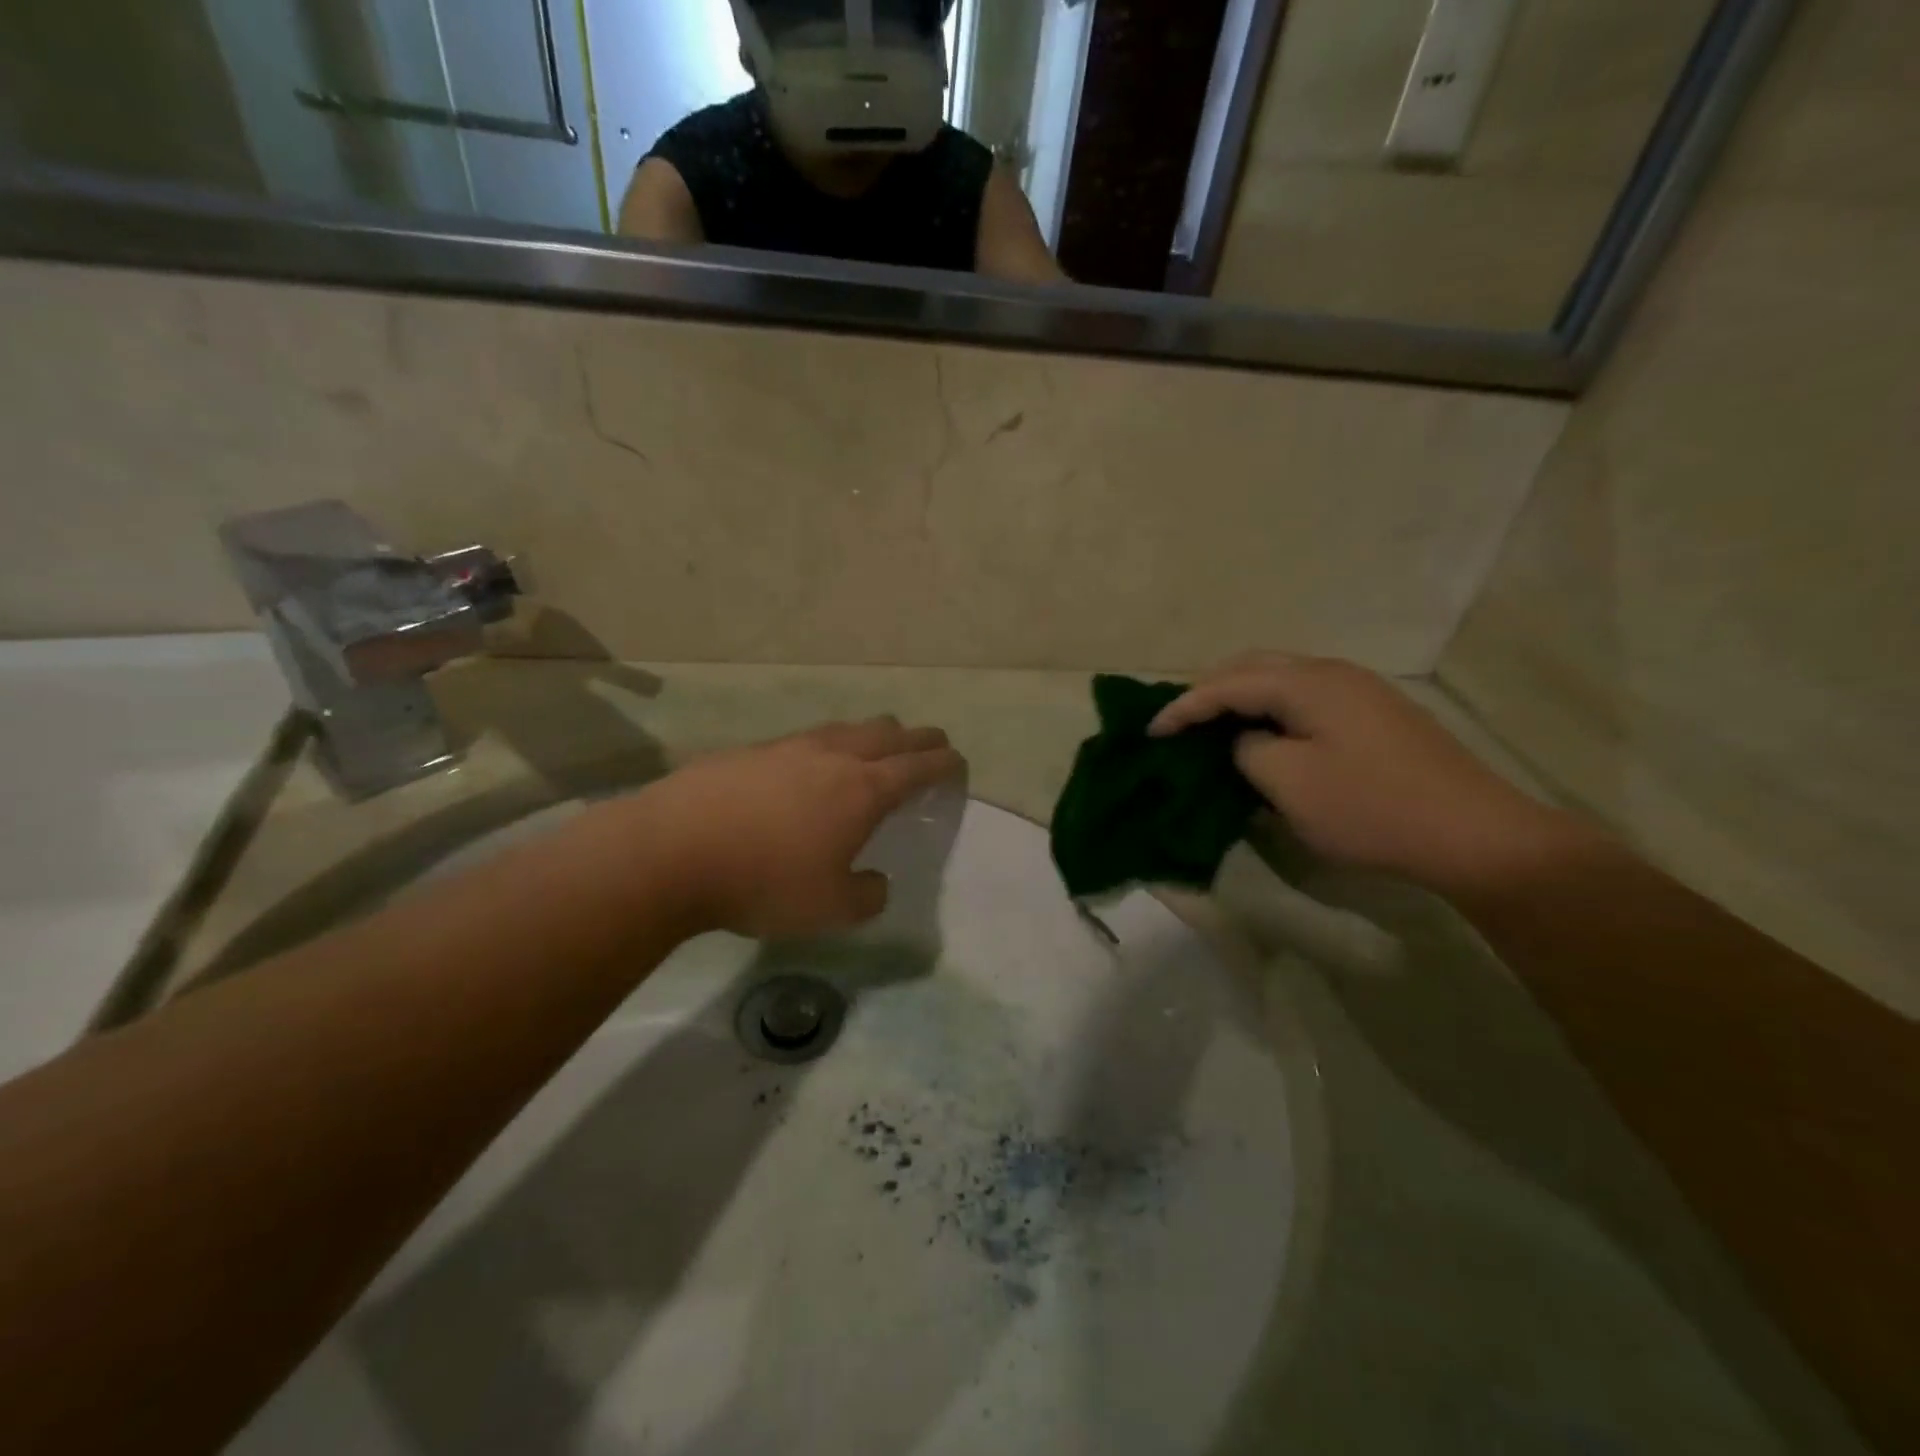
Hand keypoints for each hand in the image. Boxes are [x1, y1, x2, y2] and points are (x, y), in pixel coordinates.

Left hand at [632, 717, 965, 939]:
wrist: (671, 851)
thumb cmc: (764, 881)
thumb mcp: (830, 909)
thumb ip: (867, 896)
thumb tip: (874, 882)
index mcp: (863, 789)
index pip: (917, 768)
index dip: (943, 763)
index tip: (958, 761)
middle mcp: (832, 757)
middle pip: (887, 733)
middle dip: (916, 738)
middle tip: (930, 743)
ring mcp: (788, 747)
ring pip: (844, 728)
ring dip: (871, 734)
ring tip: (876, 744)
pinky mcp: (750, 751)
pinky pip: (804, 740)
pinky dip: (825, 746)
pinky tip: (810, 764)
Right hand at [1151, 654, 1576, 892]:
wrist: (1474, 834)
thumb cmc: (1370, 808)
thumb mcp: (1287, 784)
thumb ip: (1247, 750)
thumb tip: (1247, 740)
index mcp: (1307, 682)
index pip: (1227, 683)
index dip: (1183, 706)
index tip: (1151, 733)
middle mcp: (1333, 672)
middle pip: (1254, 666)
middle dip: (1211, 691)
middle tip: (1180, 723)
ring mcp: (1360, 691)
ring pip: (1283, 680)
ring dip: (1243, 698)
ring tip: (1215, 727)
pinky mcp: (1376, 715)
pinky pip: (1307, 699)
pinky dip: (1273, 711)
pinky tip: (1267, 737)